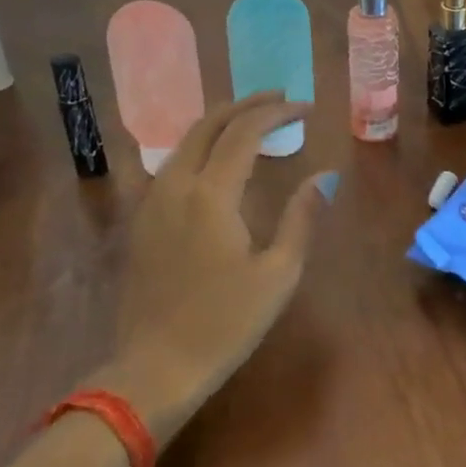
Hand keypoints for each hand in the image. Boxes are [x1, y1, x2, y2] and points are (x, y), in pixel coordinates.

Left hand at [95, 92, 330, 449]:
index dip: (276, 113)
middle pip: (209, 124)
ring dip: (220, 121)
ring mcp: (153, 200)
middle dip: (246, 104)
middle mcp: (177, 185)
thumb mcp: (277, 275)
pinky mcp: (142, 219)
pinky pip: (173, 162)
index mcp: (211, 194)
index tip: (305, 108)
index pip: (245, 132)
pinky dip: (200, 144)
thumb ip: (301, 218)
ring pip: (186, 140)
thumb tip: (322, 176)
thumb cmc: (225, 323)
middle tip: (278, 98)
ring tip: (252, 120)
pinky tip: (217, 158)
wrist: (155, 368)